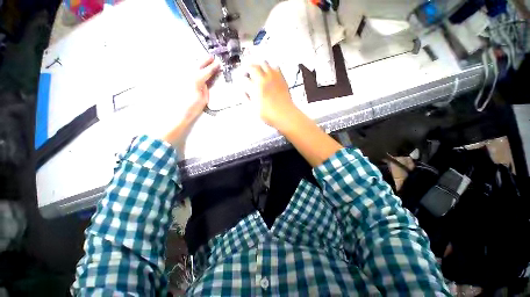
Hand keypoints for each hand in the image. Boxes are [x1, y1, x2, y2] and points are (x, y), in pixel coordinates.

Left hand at [182, 56, 220, 120]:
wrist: (178, 113)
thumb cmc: (193, 107)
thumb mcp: (204, 98)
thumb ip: (205, 88)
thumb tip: (205, 82)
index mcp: (196, 80)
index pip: (207, 71)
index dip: (213, 67)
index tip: (218, 63)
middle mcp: (188, 75)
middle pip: (198, 65)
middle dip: (205, 60)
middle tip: (211, 57)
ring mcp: (182, 77)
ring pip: (191, 66)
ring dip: (198, 63)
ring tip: (203, 61)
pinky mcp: (179, 80)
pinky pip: (186, 71)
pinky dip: (191, 68)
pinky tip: (194, 68)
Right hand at [243, 62, 298, 128]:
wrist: (285, 115)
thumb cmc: (268, 114)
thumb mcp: (253, 109)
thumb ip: (247, 98)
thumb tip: (244, 91)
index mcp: (255, 87)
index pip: (244, 77)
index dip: (241, 77)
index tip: (240, 78)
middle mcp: (263, 79)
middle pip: (253, 66)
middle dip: (248, 68)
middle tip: (247, 72)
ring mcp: (274, 77)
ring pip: (264, 63)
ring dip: (259, 65)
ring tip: (258, 71)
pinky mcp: (282, 78)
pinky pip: (276, 67)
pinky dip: (271, 68)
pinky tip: (270, 73)